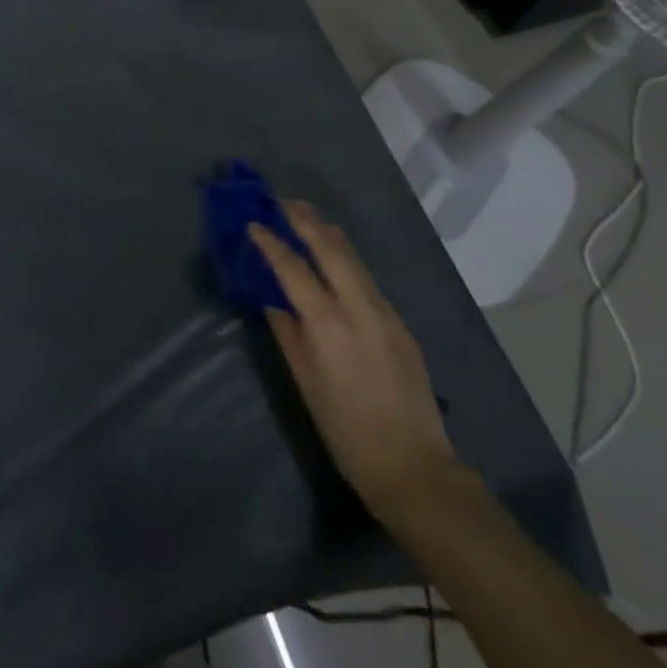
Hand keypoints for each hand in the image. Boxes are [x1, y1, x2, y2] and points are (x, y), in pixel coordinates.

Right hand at [251, 201, 457, 525]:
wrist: (412, 465)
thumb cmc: (345, 430)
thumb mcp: (306, 383)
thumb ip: (288, 334)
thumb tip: (274, 300)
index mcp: (328, 324)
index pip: (293, 269)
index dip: (271, 243)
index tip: (254, 223)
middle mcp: (358, 308)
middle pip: (330, 249)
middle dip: (305, 221)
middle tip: (284, 202)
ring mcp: (385, 313)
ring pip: (354, 259)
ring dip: (328, 233)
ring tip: (308, 215)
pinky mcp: (400, 323)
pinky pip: (368, 279)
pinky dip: (347, 259)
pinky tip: (337, 257)